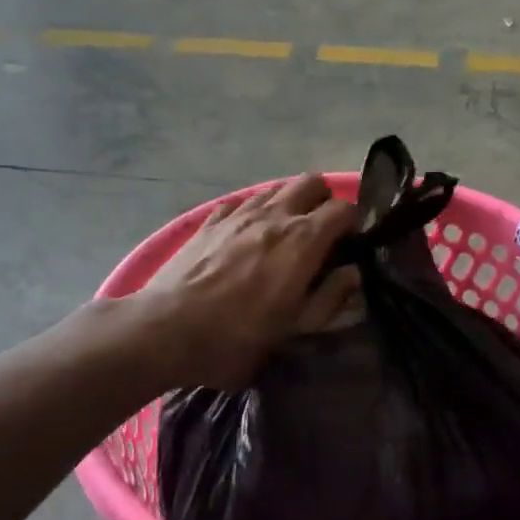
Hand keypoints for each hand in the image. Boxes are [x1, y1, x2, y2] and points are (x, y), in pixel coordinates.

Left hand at [138, 174, 357, 388]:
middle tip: (322, 232)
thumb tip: (353, 273)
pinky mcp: (209, 221)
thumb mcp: (295, 329)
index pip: (343, 208)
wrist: (166, 330)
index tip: (351, 244)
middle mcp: (274, 215)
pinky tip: (246, 236)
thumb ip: (330, 297)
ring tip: (285, 234)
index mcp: (303, 240)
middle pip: (311, 183)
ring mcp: (238, 214)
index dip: (353, 223)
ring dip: (289, 203)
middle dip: (323, 200)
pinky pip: (240, 203)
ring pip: (275, 189)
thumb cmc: (237, 337)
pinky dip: (252, 213)